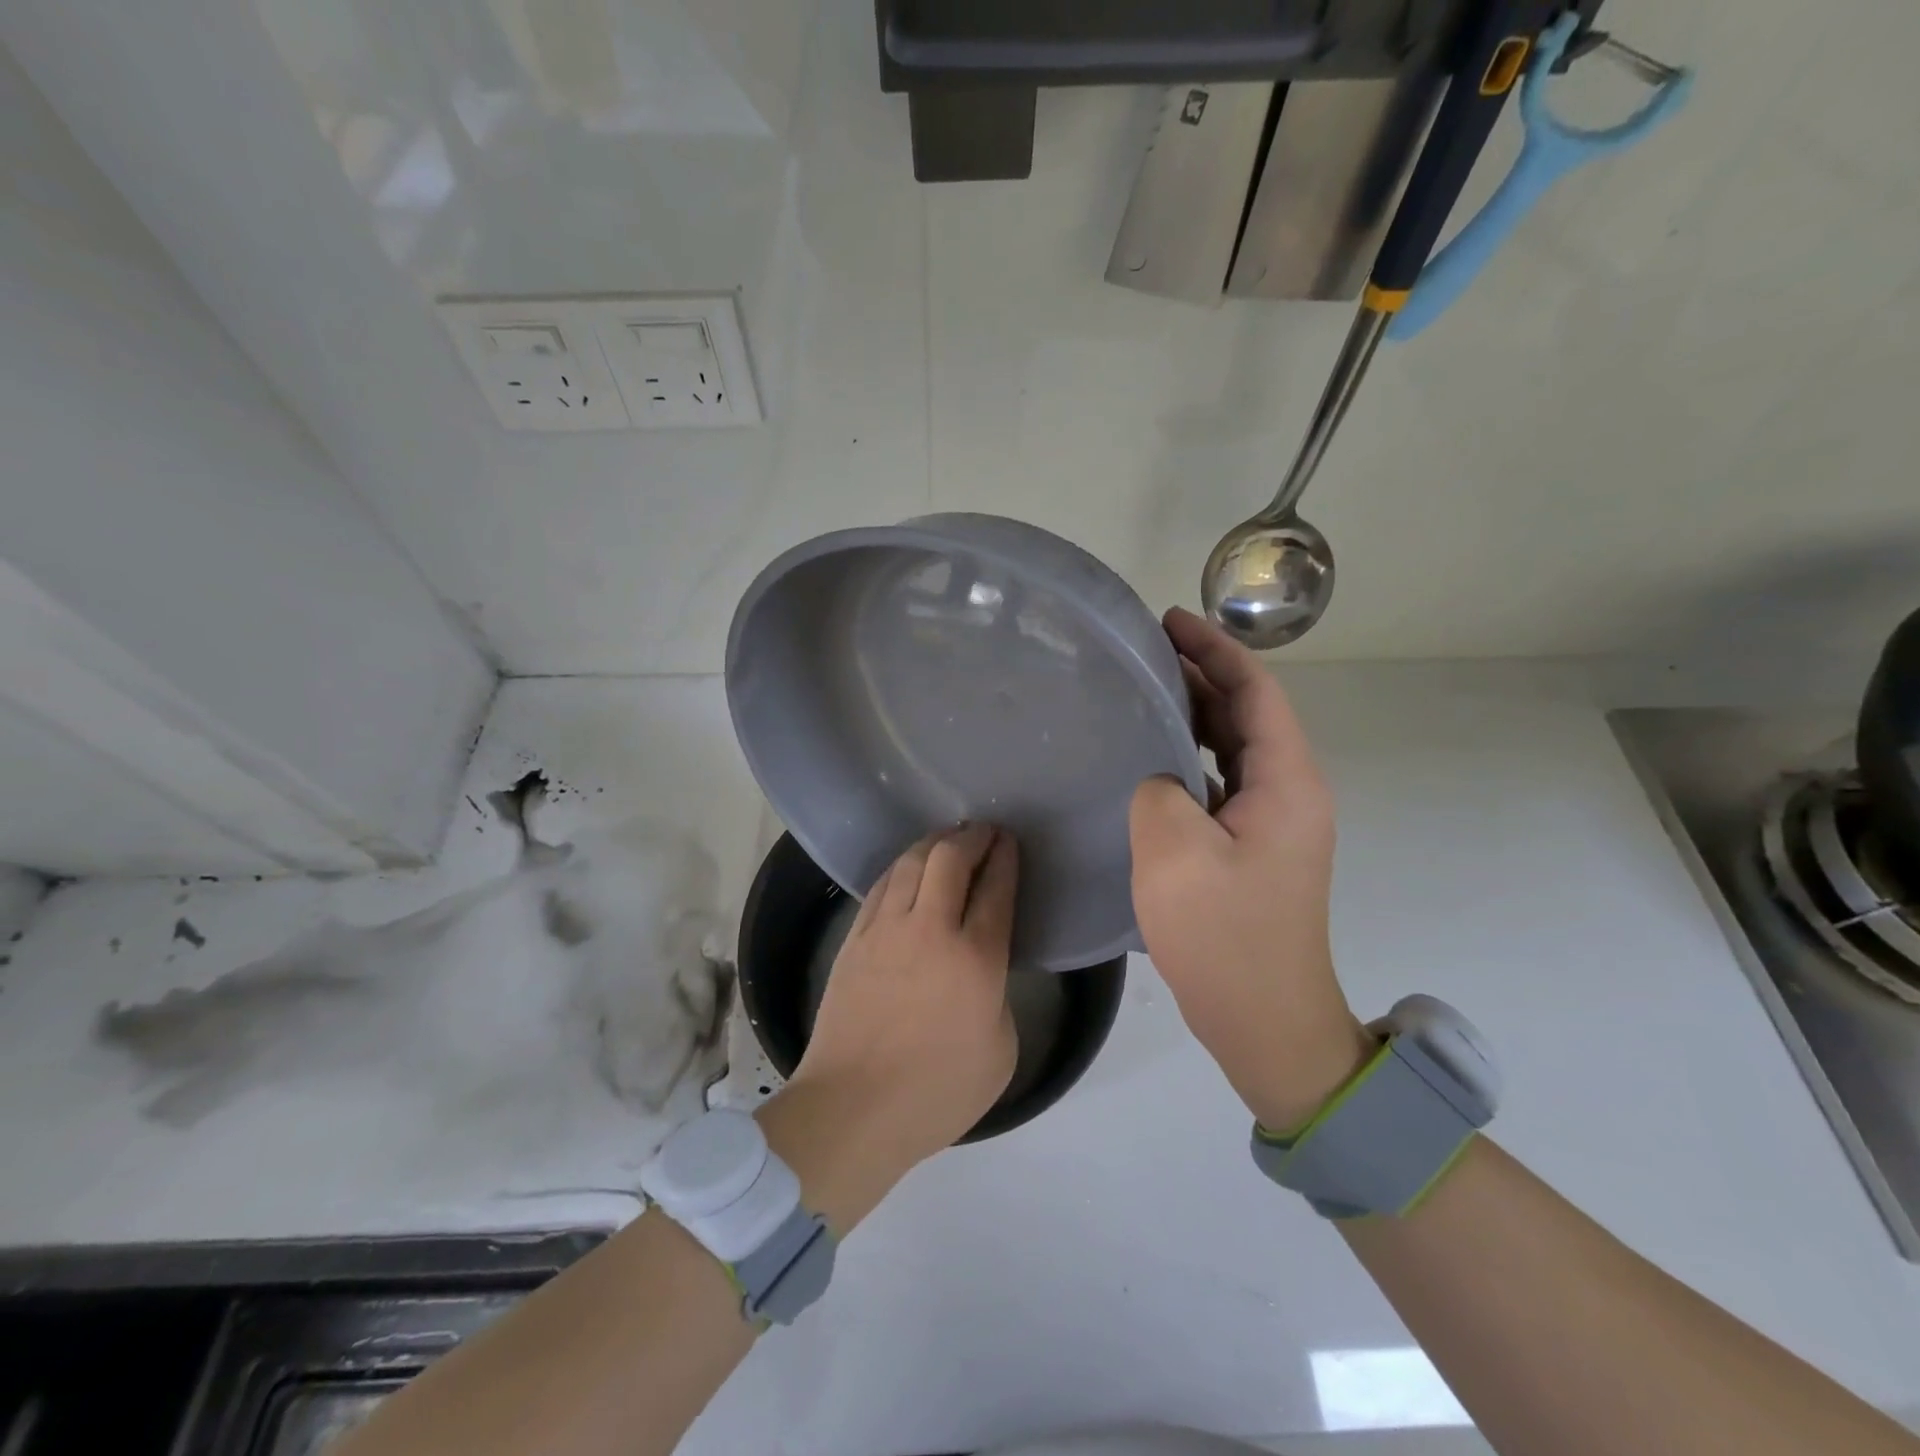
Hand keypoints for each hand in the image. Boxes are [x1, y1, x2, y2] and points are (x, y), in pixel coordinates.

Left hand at [760, 823, 1018, 1229]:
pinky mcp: (854, 938)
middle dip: (973, 837)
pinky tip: (909, 869)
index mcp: (975, 959)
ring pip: (911, 862)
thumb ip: (998, 996)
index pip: (996, 889)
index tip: (1010, 843)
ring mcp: (886, 930)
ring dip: (935, 843)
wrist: (852, 1108)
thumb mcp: (1000, 1051)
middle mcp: (930, 929)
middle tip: (985, 833)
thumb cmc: (936, 1091)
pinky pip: (881, 885)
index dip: (1006, 858)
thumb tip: (981, 969)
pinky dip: (902, 867)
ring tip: (949, 841)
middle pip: (951, 858)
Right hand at [1129, 608, 1376, 1130]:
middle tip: (1143, 651)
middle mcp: (1289, 793)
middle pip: (1246, 714)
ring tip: (1142, 690)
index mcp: (1286, 783)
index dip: (1216, 649)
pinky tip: (1150, 757)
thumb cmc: (1226, 938)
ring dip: (1194, 714)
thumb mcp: (1174, 855)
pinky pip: (1221, 782)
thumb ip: (1157, 791)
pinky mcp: (1251, 848)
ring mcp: (1272, 823)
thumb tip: (1157, 779)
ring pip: (1233, 748)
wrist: (1266, 1023)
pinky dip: (1189, 757)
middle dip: (1201, 674)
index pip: (1256, 692)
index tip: (1169, 621)